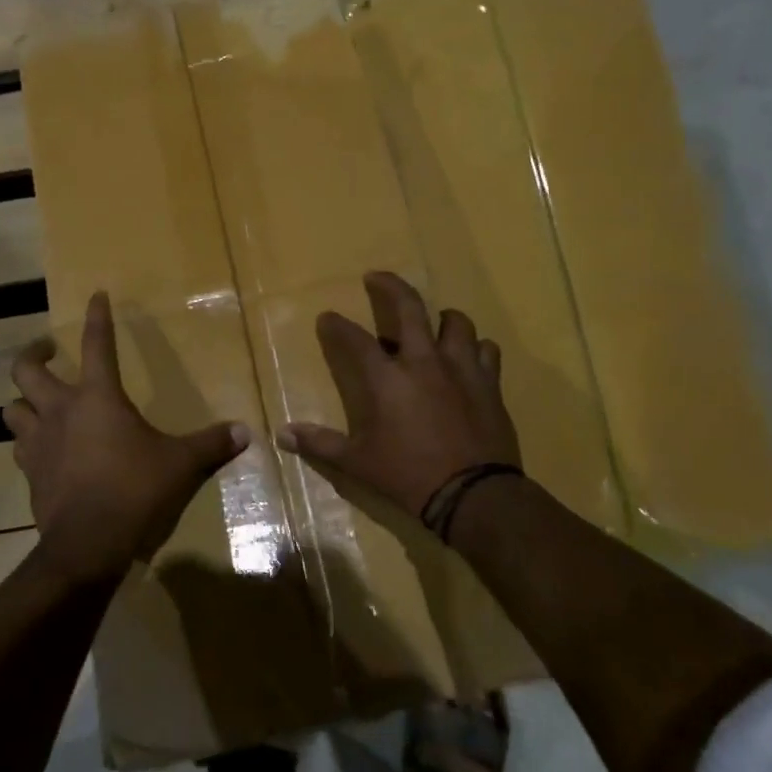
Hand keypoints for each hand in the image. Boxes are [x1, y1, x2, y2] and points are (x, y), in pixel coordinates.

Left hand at [5, 291, 248, 586]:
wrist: (88, 543)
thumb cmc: (135, 490)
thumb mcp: (181, 465)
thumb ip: (211, 444)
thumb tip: (245, 431)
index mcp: (97, 398)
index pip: (97, 344)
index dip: (97, 317)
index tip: (97, 295)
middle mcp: (60, 411)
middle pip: (26, 370)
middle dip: (33, 353)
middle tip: (48, 350)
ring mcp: (38, 443)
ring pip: (12, 409)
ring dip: (23, 401)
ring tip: (38, 402)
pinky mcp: (30, 473)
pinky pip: (19, 447)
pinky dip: (27, 442)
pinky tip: (42, 448)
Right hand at [278, 272, 521, 514]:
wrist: (474, 494)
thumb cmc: (408, 476)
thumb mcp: (357, 463)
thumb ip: (320, 444)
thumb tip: (282, 435)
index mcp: (387, 379)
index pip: (354, 339)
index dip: (337, 325)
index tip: (327, 317)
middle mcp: (424, 362)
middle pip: (409, 308)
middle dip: (390, 286)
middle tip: (376, 277)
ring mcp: (461, 369)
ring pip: (456, 323)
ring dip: (441, 318)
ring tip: (434, 322)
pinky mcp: (489, 384)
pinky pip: (486, 351)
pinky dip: (475, 348)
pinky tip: (468, 357)